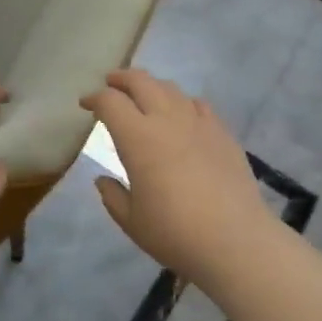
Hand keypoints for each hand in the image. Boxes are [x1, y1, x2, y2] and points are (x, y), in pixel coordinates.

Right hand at [79, 70, 275, 281]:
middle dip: (121, 79)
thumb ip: (113, 195)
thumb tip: (103, 179)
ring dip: (152, 87)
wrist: (235, 241)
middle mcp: (167, 120)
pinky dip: (182, 102)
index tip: (86, 105)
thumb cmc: (174, 233)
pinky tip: (182, 115)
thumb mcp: (131, 220)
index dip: (94, 98)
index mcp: (138, 138)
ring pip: (171, 89)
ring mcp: (199, 123)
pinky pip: (199, 105)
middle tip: (110, 84)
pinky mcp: (223, 134)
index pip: (110, 102)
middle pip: (141, 82)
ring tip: (144, 98)